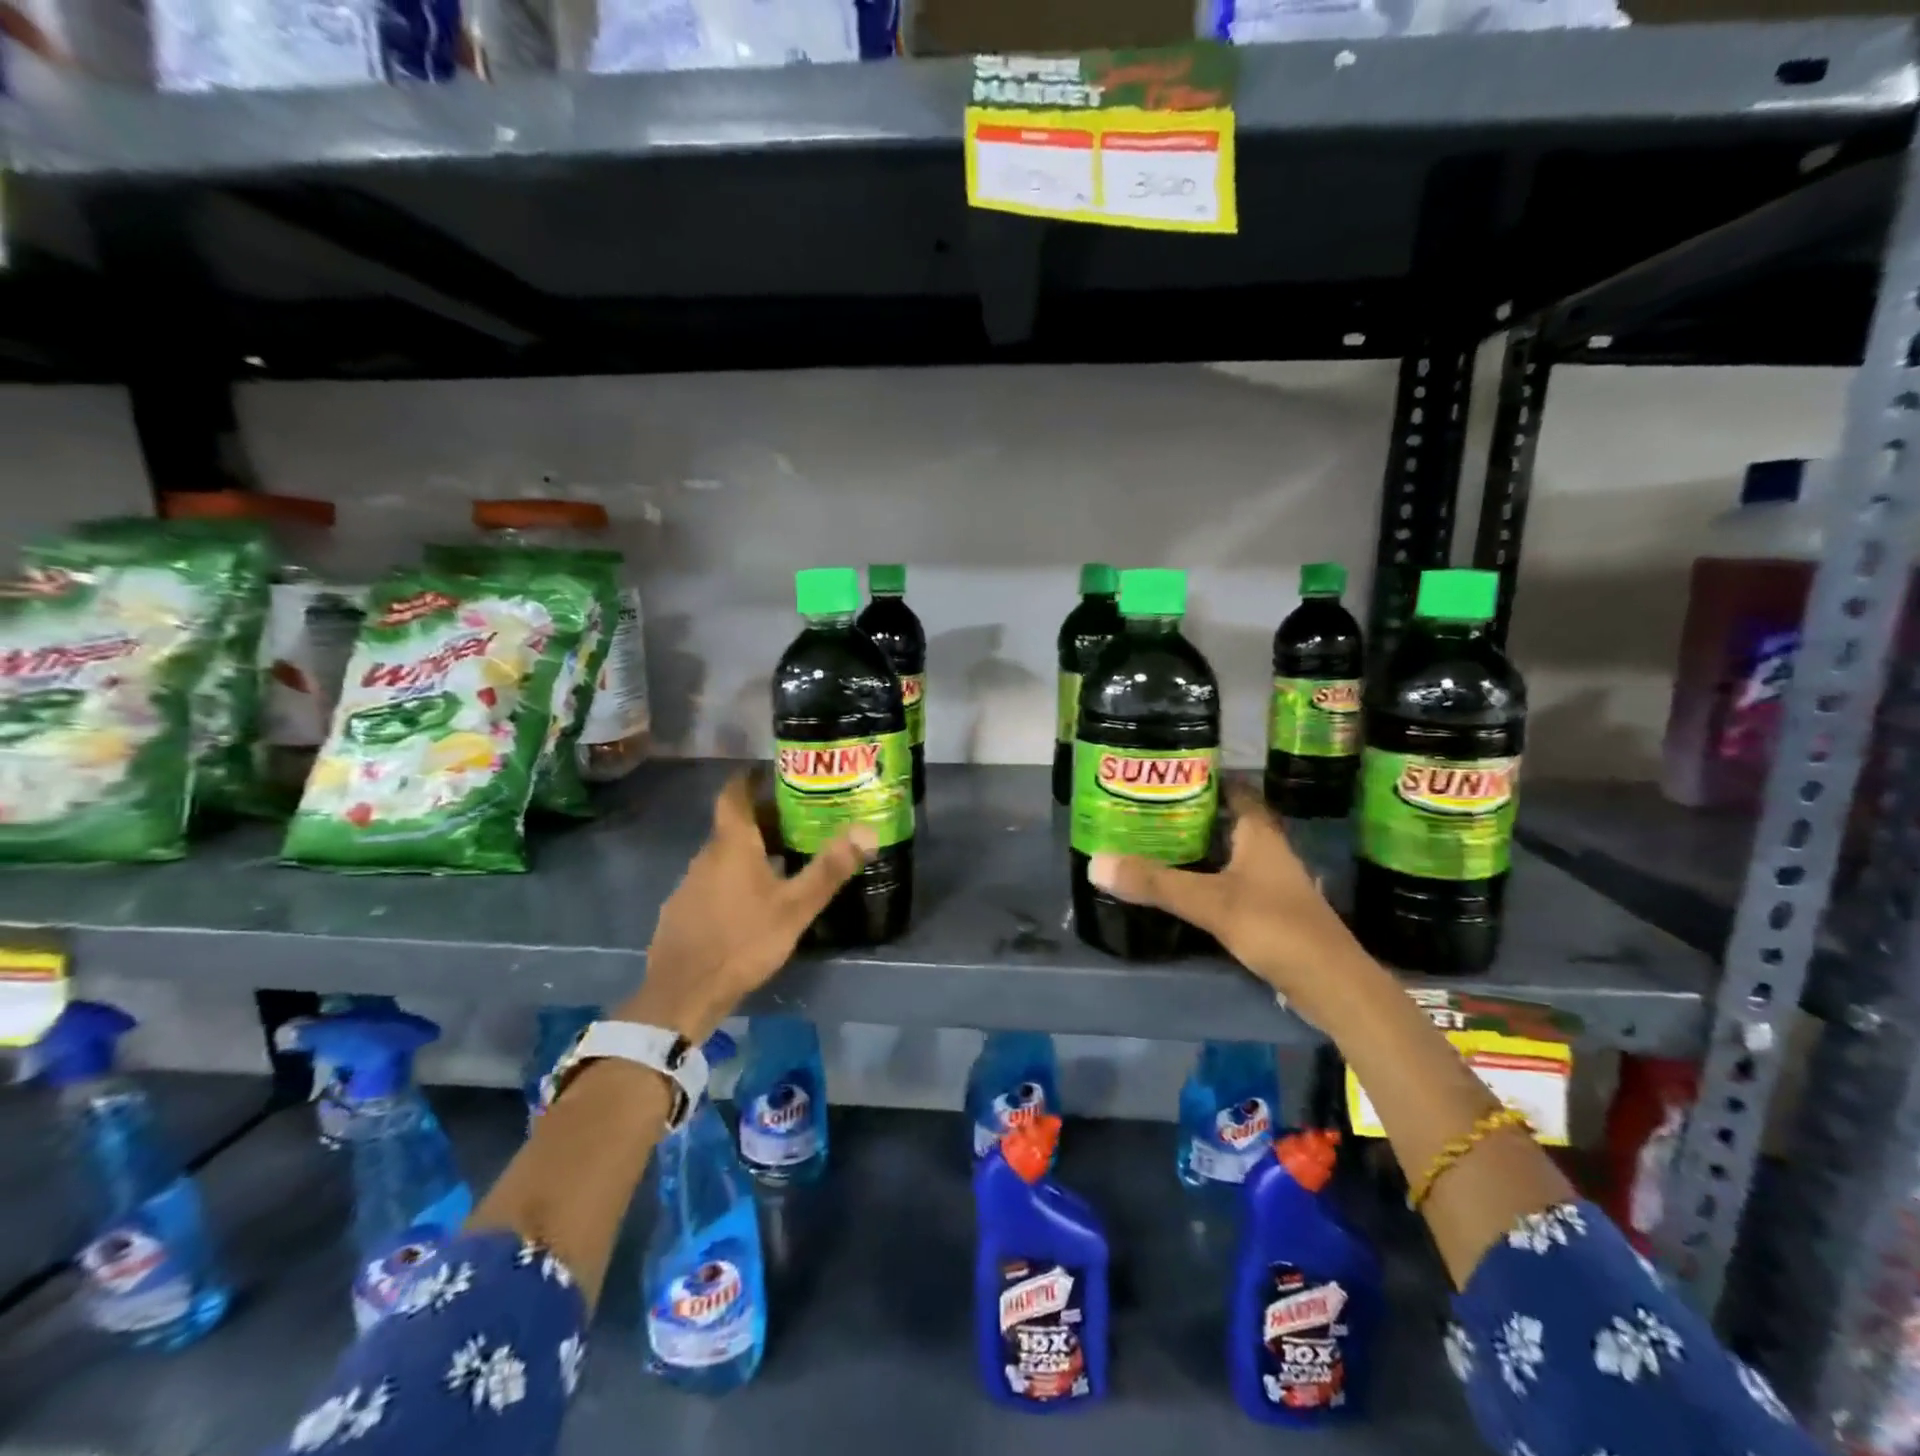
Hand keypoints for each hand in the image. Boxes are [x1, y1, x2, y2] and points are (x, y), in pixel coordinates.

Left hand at [618, 771, 874, 1040]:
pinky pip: (713, 881)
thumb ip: (829, 869)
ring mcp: (689, 884)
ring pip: (724, 855)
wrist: (683, 993)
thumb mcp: (795, 908)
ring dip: (751, 850)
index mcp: (732, 845)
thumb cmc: (743, 941)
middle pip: (734, 825)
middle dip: (764, 819)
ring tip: (784, 859)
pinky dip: (735, 877)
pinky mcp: (681, 911)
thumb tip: (867, 831)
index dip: (751, 778)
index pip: (734, 794)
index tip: (773, 773)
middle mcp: (705, 855)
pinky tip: (753, 902)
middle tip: (800, 821)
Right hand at [1087, 779, 1367, 1026]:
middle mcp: (1267, 850)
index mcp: (1259, 833)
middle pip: (1225, 820)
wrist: (1330, 984)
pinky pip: (1228, 881)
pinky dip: (1204, 877)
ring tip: (1151, 842)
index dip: (1202, 777)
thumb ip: (1155, 883)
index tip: (1164, 774)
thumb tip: (1095, 863)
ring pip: (1226, 852)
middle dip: (1188, 813)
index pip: (1232, 789)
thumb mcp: (1210, 902)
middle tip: (1144, 809)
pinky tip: (1178, 886)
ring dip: (1195, 847)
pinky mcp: (1268, 910)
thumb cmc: (1275, 927)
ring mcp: (1270, 881)